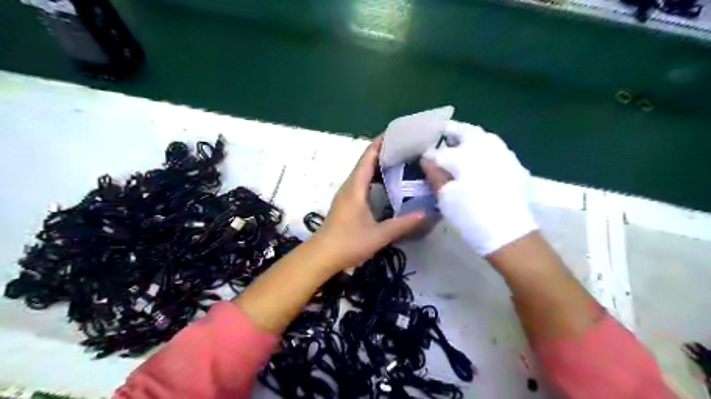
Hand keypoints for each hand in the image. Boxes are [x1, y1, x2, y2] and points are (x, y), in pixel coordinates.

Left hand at [314, 138, 424, 271]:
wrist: (321, 256)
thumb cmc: (348, 243)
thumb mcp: (379, 235)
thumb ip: (402, 224)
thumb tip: (425, 213)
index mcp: (355, 188)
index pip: (368, 157)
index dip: (380, 143)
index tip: (397, 133)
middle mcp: (349, 186)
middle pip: (365, 162)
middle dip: (383, 151)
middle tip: (405, 148)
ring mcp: (346, 195)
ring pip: (362, 172)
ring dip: (377, 164)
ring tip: (399, 161)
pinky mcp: (345, 203)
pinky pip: (361, 182)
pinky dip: (373, 177)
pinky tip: (385, 184)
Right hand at [421, 123, 532, 256]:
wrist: (508, 234)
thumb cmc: (470, 216)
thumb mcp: (446, 198)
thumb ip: (435, 175)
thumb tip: (426, 160)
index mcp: (465, 156)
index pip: (441, 150)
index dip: (430, 154)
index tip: (424, 158)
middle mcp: (486, 148)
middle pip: (467, 132)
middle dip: (453, 132)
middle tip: (443, 137)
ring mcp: (504, 155)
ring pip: (486, 138)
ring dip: (472, 139)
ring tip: (462, 147)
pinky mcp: (515, 166)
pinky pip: (498, 150)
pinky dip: (487, 151)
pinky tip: (482, 162)